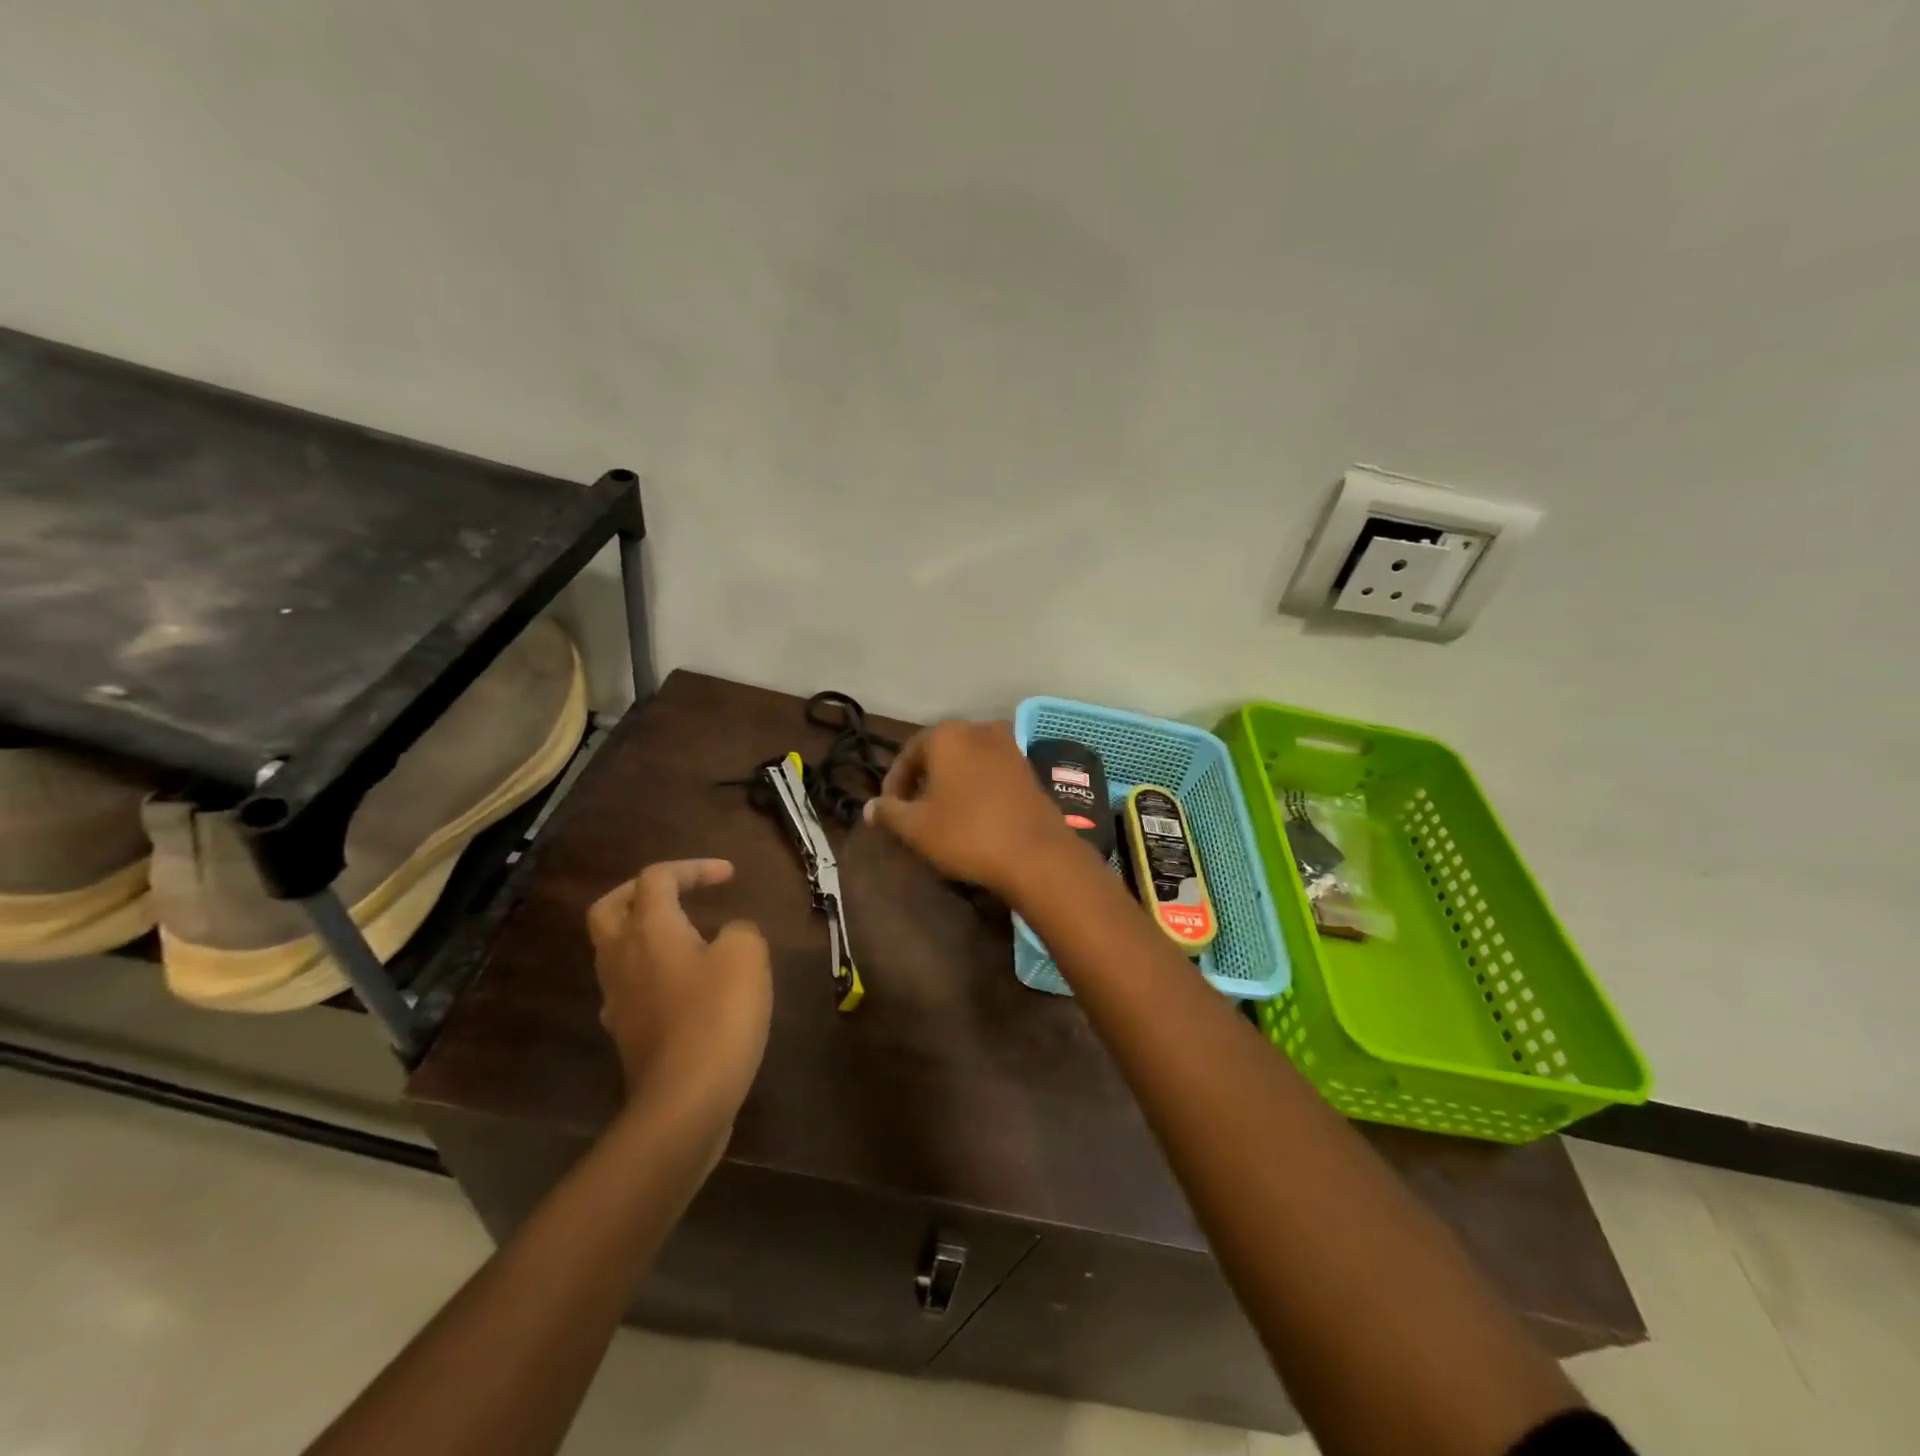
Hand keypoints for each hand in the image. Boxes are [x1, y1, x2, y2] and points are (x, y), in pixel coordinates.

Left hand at [587, 860, 772, 1133]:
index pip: (657, 878)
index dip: (694, 868)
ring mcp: (617, 998)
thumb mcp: (746, 955)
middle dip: (641, 892)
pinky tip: (682, 985)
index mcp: (649, 929)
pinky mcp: (627, 1032)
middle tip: (678, 892)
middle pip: (610, 908)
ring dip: (645, 932)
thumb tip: (729, 934)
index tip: (730, 877)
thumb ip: (739, 930)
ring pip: (615, 949)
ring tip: (688, 936)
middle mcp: (622, 957)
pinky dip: (651, 971)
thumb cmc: (717, 1016)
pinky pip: (629, 986)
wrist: (685, 1102)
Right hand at [863, 719, 1079, 896]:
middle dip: (922, 782)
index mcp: (947, 735)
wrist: (1036, 854)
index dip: (893, 784)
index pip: (907, 754)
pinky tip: (972, 816)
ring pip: (966, 762)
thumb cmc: (967, 833)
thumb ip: (889, 812)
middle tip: (912, 813)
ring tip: (941, 816)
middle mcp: (978, 730)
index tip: (889, 812)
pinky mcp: (1028, 769)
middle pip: (938, 754)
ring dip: (949, 784)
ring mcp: (1009, 747)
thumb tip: (868, 807)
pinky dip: (975, 788)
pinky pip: (989, 772)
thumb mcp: (916, 827)